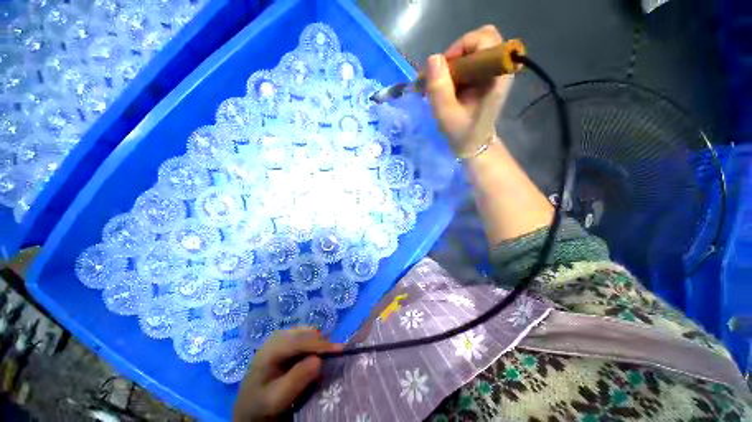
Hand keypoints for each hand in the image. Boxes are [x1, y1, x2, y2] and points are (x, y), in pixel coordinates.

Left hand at [232, 328, 342, 420]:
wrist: (248, 405)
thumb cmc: (261, 403)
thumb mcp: (276, 398)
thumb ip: (296, 380)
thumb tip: (319, 360)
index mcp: (272, 348)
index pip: (301, 340)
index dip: (322, 344)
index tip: (341, 350)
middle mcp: (278, 336)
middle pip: (307, 333)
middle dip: (321, 344)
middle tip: (331, 359)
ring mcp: (282, 336)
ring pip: (308, 333)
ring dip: (318, 345)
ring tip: (321, 361)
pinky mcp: (286, 340)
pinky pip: (305, 337)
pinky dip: (313, 346)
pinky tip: (311, 358)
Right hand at [425, 25, 512, 156]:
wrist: (473, 145)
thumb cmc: (463, 133)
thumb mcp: (447, 116)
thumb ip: (440, 89)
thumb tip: (433, 58)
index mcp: (497, 75)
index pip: (485, 39)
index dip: (462, 47)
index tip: (445, 70)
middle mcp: (497, 68)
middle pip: (477, 41)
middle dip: (454, 56)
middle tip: (440, 78)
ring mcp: (490, 72)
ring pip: (469, 51)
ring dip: (451, 65)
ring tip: (439, 86)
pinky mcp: (482, 77)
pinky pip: (466, 62)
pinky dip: (452, 71)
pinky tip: (444, 88)